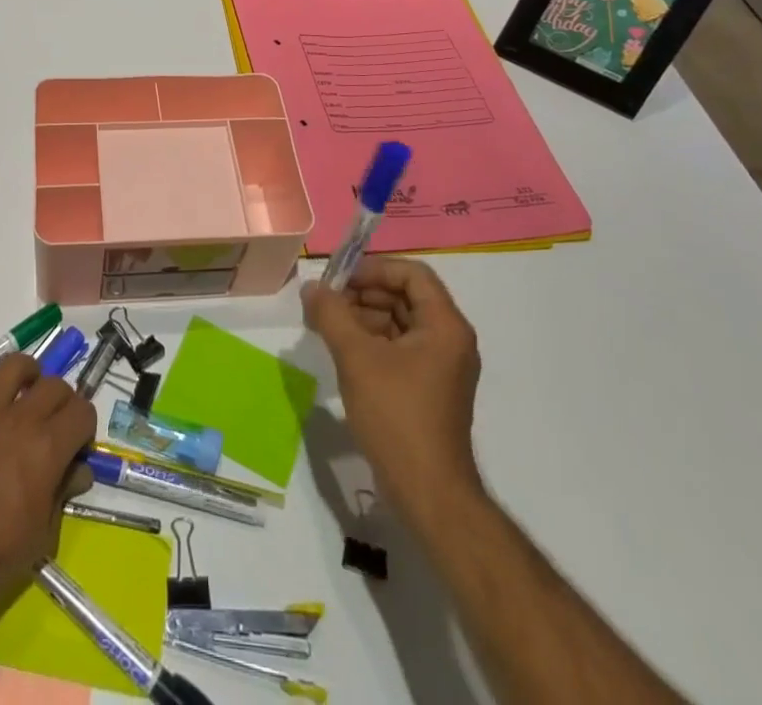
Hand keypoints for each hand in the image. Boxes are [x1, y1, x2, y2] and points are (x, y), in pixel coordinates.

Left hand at [0, 353, 95, 621]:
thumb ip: (63, 492)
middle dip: (62, 401)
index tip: (77, 443)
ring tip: (26, 388)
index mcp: (47, 447)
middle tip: (53, 424)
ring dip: (26, 373)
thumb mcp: (43, 533)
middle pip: (53, 385)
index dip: (84, 426)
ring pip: (12, 367)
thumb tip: (78, 470)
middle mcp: (19, 420)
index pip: (82, 411)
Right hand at [303, 257, 483, 530]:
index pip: (412, 274)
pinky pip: (399, 348)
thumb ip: (331, 314)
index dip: (373, 269)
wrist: (428, 493)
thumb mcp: (356, 358)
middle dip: (363, 293)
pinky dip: (371, 342)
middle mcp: (449, 340)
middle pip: (405, 296)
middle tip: (326, 302)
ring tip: (326, 326)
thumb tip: (311, 287)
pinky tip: (342, 351)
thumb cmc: (396, 416)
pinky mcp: (428, 389)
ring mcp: (441, 367)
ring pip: (399, 322)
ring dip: (363, 317)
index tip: (338, 279)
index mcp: (445, 326)